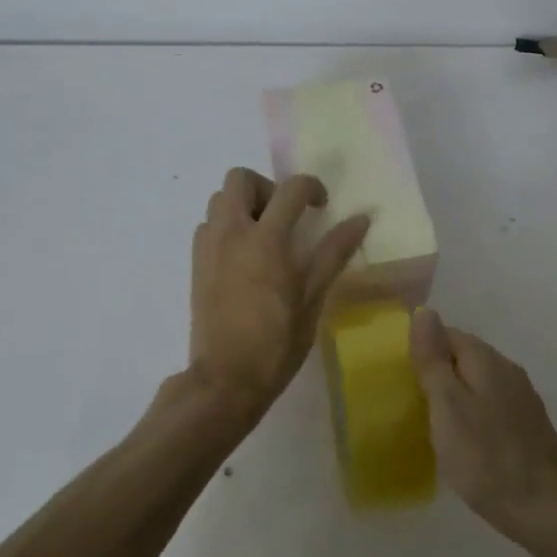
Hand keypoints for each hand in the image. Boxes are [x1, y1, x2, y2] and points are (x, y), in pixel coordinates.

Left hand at [186, 167, 370, 433]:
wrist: (225, 379)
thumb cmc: (276, 342)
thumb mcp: (313, 297)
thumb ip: (334, 252)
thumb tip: (361, 219)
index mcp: (265, 239)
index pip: (291, 189)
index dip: (312, 187)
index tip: (322, 207)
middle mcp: (231, 232)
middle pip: (240, 178)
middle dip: (267, 187)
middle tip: (285, 216)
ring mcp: (208, 247)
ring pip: (220, 199)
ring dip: (244, 205)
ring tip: (265, 236)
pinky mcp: (196, 264)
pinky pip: (209, 225)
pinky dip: (227, 226)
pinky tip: (244, 257)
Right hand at [411, 309, 556, 544]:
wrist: (549, 510)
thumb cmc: (488, 458)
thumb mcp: (448, 406)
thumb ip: (434, 360)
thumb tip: (424, 310)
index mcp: (486, 360)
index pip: (448, 334)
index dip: (421, 348)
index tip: (400, 374)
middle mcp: (508, 370)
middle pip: (465, 356)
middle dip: (438, 371)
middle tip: (409, 399)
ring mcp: (523, 399)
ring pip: (479, 382)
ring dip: (455, 394)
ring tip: (430, 421)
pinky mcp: (529, 426)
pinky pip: (492, 406)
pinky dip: (473, 414)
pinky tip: (464, 440)